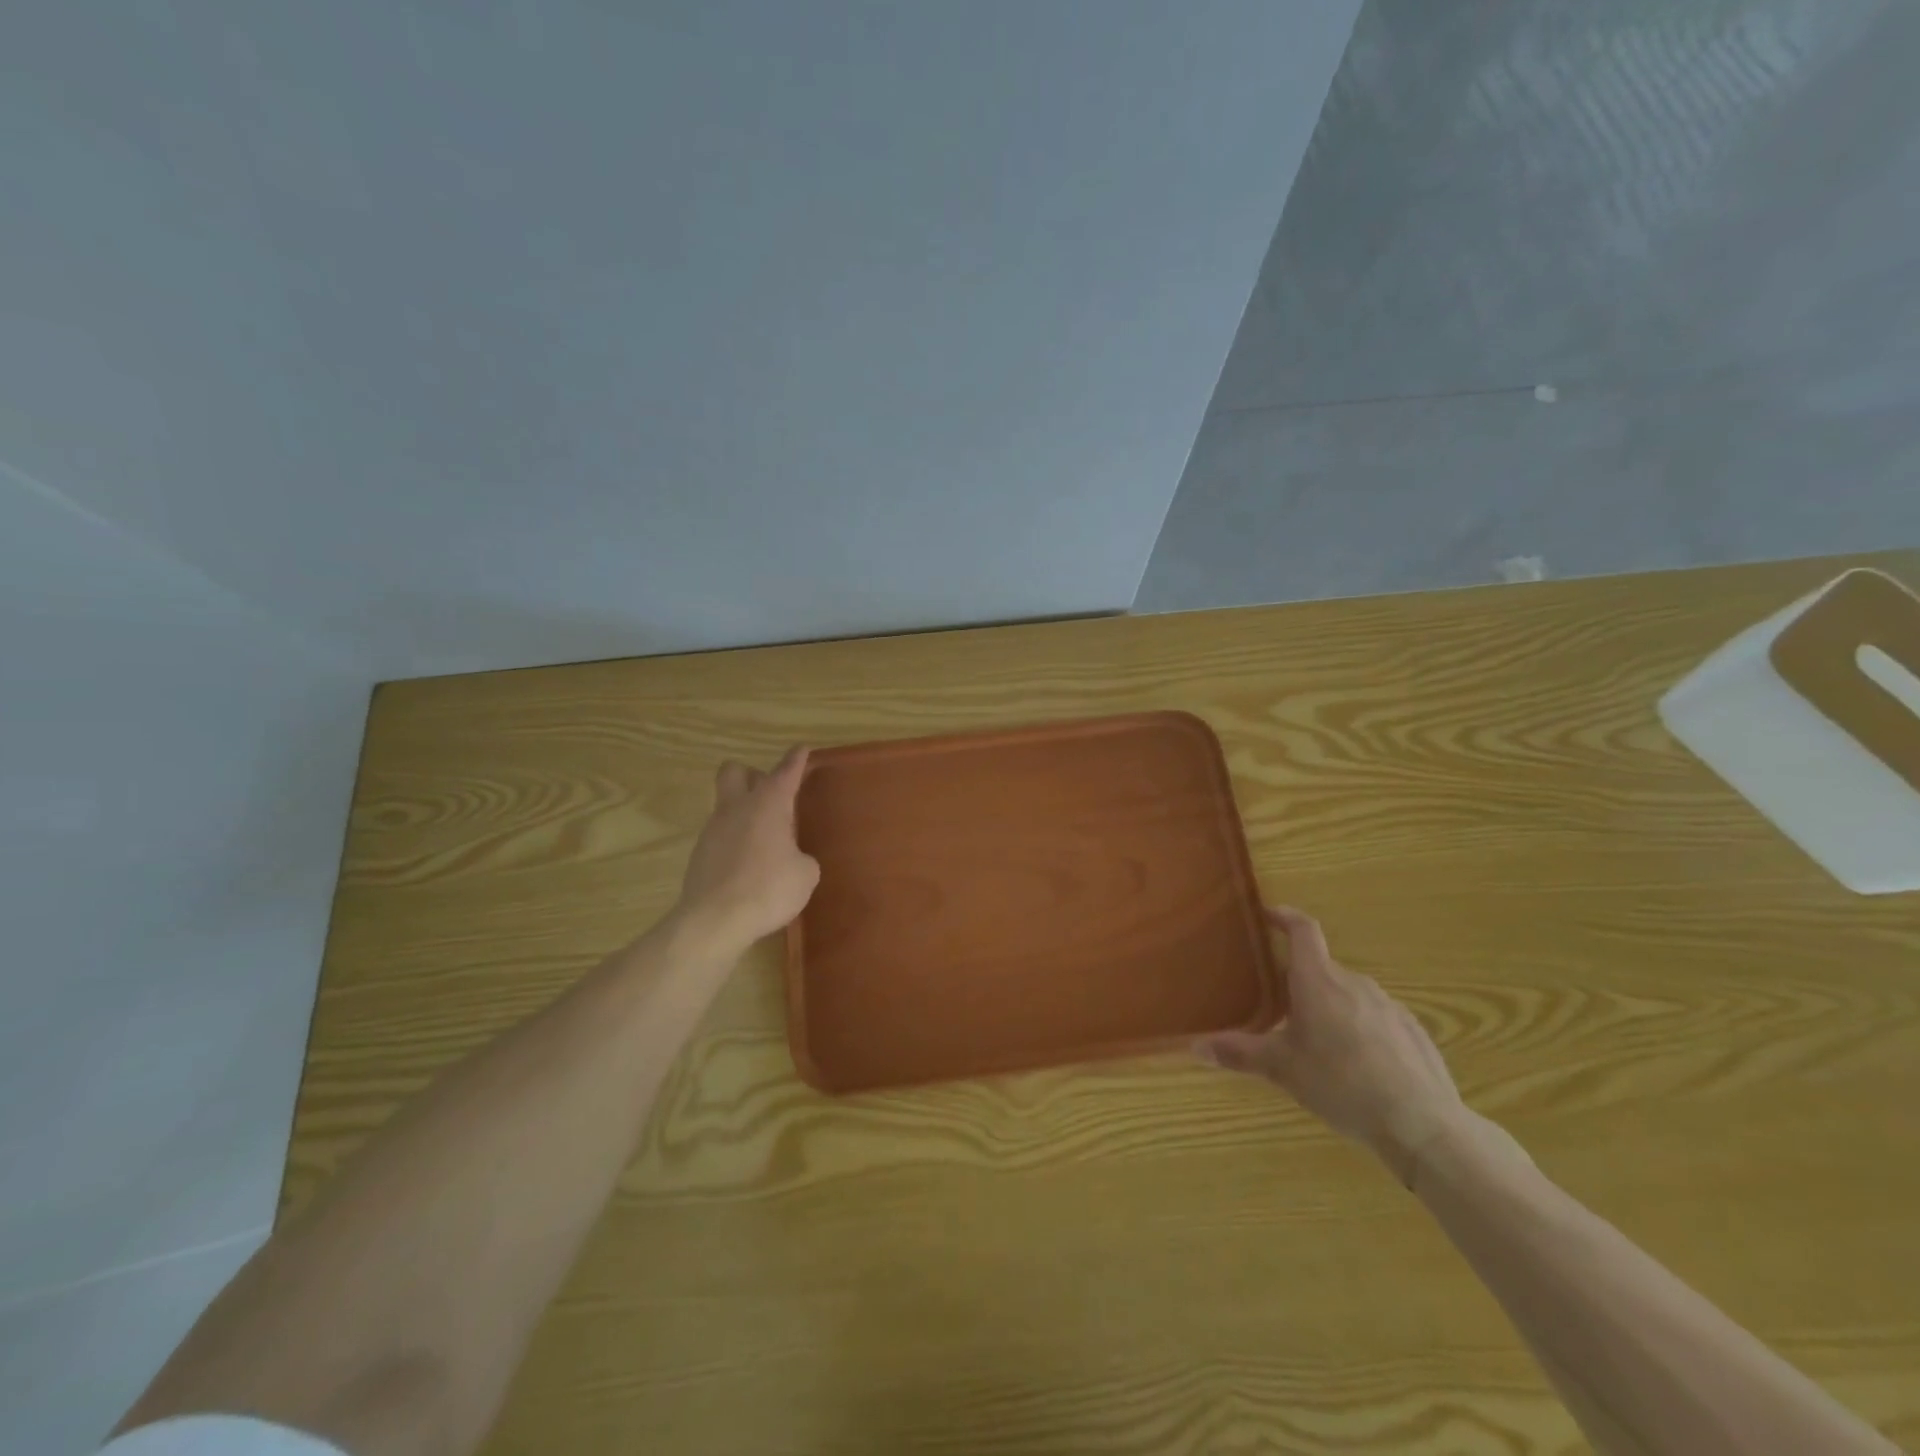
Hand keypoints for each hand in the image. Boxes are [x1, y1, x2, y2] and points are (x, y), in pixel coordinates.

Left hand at [673, 747, 820, 958]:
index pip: (785, 771)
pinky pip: (720, 837)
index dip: (795, 759)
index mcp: (768, 804)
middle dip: (752, 775)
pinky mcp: (699, 855)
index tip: (801, 749)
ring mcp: (713, 830)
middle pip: (734, 772)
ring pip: (726, 806)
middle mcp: (737, 808)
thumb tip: (794, 859)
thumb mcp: (805, 874)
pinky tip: (748, 867)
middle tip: (771, 795)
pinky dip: (734, 843)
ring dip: (744, 814)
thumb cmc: (769, 889)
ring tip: (765, 842)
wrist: (715, 921)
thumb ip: (802, 858)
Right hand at [1196, 907, 1465, 1183]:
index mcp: (1318, 981)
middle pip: (1322, 968)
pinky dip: (1360, 1028)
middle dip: (1301, 981)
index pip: (1303, 931)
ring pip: (1349, 994)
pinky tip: (1358, 1065)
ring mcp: (1389, 1006)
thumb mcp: (1282, 1069)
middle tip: (1280, 1007)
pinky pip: (1376, 1017)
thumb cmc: (1341, 1084)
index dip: (1285, 917)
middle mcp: (1354, 983)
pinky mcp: (1412, 1031)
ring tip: (1318, 1041)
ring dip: (1331, 1006)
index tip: (1269, 914)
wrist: (1422, 1124)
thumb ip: (1239, 1053)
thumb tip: (1194, 1046)